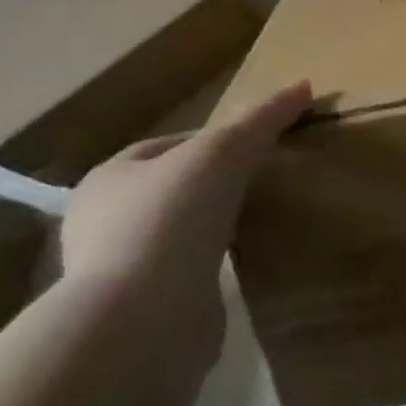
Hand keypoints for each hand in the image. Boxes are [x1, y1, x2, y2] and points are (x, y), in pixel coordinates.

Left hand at [60, 82, 312, 311]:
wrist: (142, 320)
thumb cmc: (171, 218)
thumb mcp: (224, 152)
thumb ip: (262, 118)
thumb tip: (303, 85)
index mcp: (108, 178)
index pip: (166, 145)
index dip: (213, 140)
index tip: (258, 146)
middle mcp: (102, 222)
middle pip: (171, 188)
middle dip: (214, 184)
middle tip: (264, 180)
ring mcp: (119, 270)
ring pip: (178, 232)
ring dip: (212, 227)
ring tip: (258, 220)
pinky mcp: (142, 309)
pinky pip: (185, 273)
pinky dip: (212, 266)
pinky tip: (241, 263)